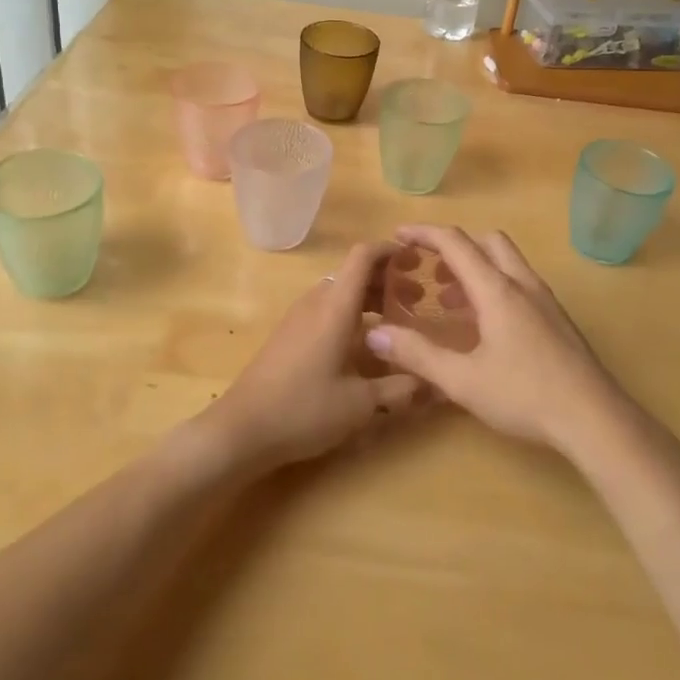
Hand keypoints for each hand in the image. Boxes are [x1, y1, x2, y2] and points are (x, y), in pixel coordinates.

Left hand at [203, 242, 423, 470]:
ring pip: (339, 292)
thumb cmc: (304, 409)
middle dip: (387, 280)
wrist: (241, 430)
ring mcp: (298, 317)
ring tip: (396, 322)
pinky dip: (350, 313)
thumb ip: (401, 389)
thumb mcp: (360, 405)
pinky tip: (363, 345)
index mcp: (335, 307)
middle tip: (418, 300)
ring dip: (368, 298)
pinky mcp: (288, 334)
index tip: (417, 259)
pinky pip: (326, 309)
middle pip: (354, 273)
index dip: (390, 250)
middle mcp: (316, 302)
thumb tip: (438, 384)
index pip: (363, 256)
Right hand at [364, 225, 627, 454]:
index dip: (424, 233)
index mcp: (497, 289)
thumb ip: (418, 355)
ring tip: (449, 300)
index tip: (398, 235)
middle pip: (487, 242)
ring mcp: (545, 300)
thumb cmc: (525, 395)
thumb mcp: (462, 380)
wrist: (594, 418)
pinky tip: (484, 326)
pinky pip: (519, 284)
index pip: (456, 243)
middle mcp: (522, 284)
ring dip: (476, 268)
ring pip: (506, 263)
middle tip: (429, 269)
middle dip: (455, 247)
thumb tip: (375, 335)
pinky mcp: (557, 319)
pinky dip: (494, 287)